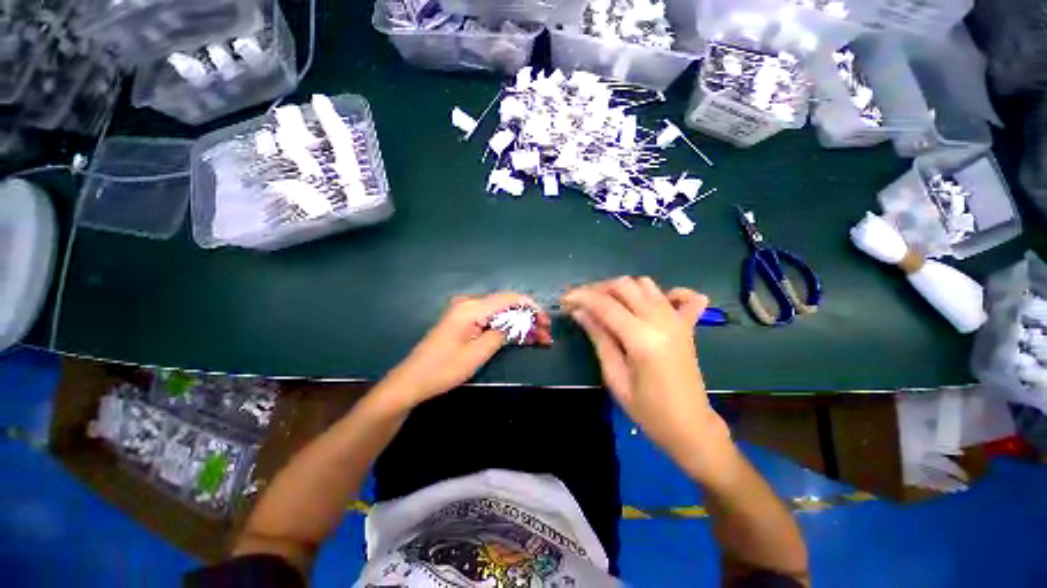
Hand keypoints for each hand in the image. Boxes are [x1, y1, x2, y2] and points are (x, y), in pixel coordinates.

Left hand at [383, 293, 550, 407]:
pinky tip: (519, 336)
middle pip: (506, 305)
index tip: (546, 321)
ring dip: (519, 323)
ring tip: (537, 338)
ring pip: (500, 312)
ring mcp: (465, 311)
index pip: (509, 299)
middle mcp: (469, 303)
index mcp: (471, 308)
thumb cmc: (444, 369)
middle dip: (528, 318)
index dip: (531, 307)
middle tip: (545, 334)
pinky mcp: (463, 321)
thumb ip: (501, 333)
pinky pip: (490, 319)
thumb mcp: (477, 353)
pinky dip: (506, 327)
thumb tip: (520, 323)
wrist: (412, 380)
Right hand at [562, 277, 730, 477]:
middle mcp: (661, 321)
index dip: (581, 297)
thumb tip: (580, 312)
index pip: (605, 305)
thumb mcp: (615, 377)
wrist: (690, 427)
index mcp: (642, 338)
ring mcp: (677, 320)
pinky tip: (651, 303)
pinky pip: (683, 295)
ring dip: (622, 288)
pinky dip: (666, 292)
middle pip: (624, 286)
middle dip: (597, 288)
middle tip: (581, 302)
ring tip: (606, 302)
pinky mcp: (687, 325)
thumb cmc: (648, 410)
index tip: (565, 299)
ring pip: (645, 284)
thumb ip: (599, 338)